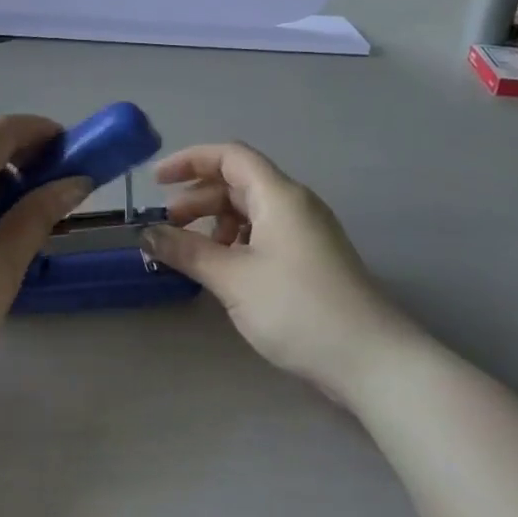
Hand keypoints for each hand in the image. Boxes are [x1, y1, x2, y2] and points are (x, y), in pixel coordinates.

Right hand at [141, 143, 412, 397]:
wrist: (371, 360)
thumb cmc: (297, 308)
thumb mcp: (232, 278)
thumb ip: (186, 251)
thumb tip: (146, 234)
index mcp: (279, 195)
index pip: (229, 156)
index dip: (189, 161)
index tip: (155, 181)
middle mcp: (295, 204)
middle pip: (237, 183)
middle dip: (197, 199)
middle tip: (167, 228)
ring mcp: (307, 231)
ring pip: (250, 210)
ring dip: (215, 223)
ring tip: (192, 253)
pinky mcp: (311, 258)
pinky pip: (265, 233)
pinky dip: (236, 241)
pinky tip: (224, 269)